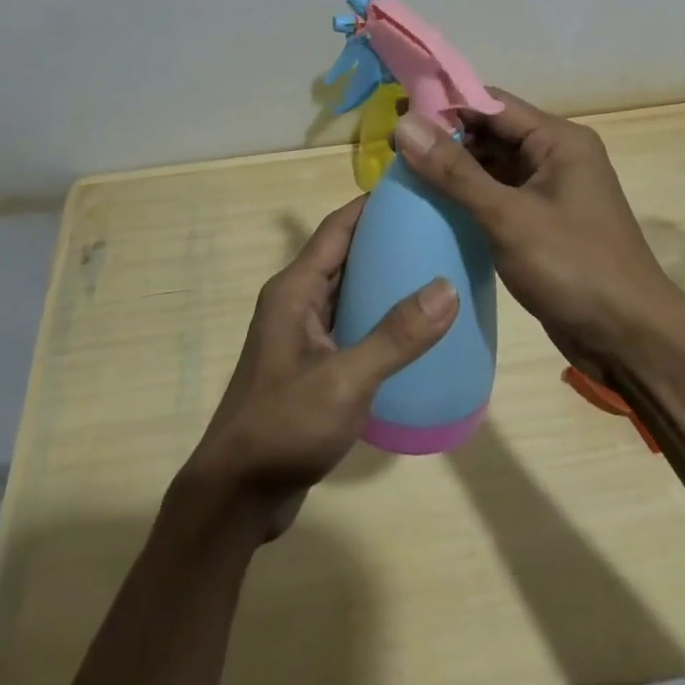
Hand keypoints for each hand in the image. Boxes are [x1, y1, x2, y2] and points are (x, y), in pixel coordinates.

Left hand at [179, 196, 459, 540]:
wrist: (237, 496)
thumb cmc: (284, 427)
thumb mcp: (345, 381)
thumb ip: (395, 336)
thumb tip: (447, 287)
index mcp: (295, 290)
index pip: (337, 227)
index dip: (373, 204)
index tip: (416, 188)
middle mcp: (296, 301)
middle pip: (344, 253)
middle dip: (386, 237)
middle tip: (437, 227)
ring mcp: (302, 334)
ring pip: (348, 289)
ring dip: (383, 276)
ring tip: (435, 268)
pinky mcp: (311, 364)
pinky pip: (350, 321)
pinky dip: (378, 313)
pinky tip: (413, 327)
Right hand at [390, 90, 681, 368]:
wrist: (631, 339)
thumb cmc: (574, 267)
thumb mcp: (509, 217)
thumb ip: (455, 172)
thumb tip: (404, 125)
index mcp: (558, 139)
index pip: (491, 103)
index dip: (444, 104)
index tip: (396, 112)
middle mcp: (555, 156)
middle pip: (491, 132)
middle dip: (445, 137)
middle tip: (392, 147)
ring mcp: (550, 190)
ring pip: (493, 165)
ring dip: (454, 168)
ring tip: (403, 173)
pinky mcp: (543, 221)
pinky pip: (499, 195)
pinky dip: (468, 197)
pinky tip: (433, 206)